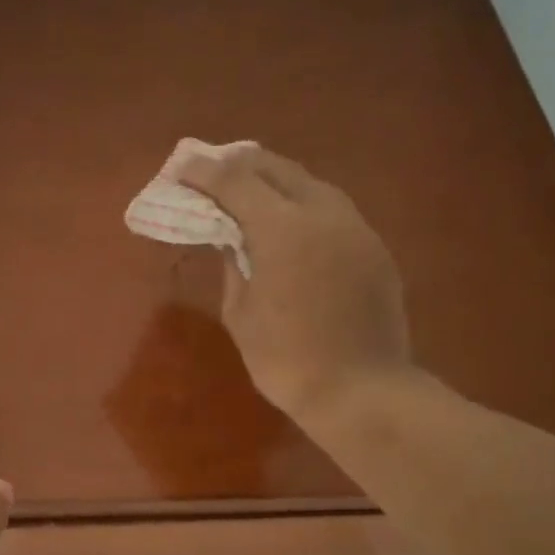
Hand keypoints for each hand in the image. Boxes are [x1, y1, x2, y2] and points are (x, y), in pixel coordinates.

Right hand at [180, 144, 413, 423]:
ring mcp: (355, 227)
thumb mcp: (240, 314)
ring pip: (310, 184)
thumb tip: (231, 239)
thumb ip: (233, 266)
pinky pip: (332, 210)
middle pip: (277, 168)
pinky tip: (289, 223)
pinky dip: (303, 205)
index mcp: (282, 229)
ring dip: (275, 181)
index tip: (181, 168)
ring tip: (249, 190)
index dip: (204, 172)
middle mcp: (322, 213)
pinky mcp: (373, 248)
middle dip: (240, 164)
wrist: (360, 390)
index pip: (235, 181)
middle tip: (213, 171)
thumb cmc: (286, 360)